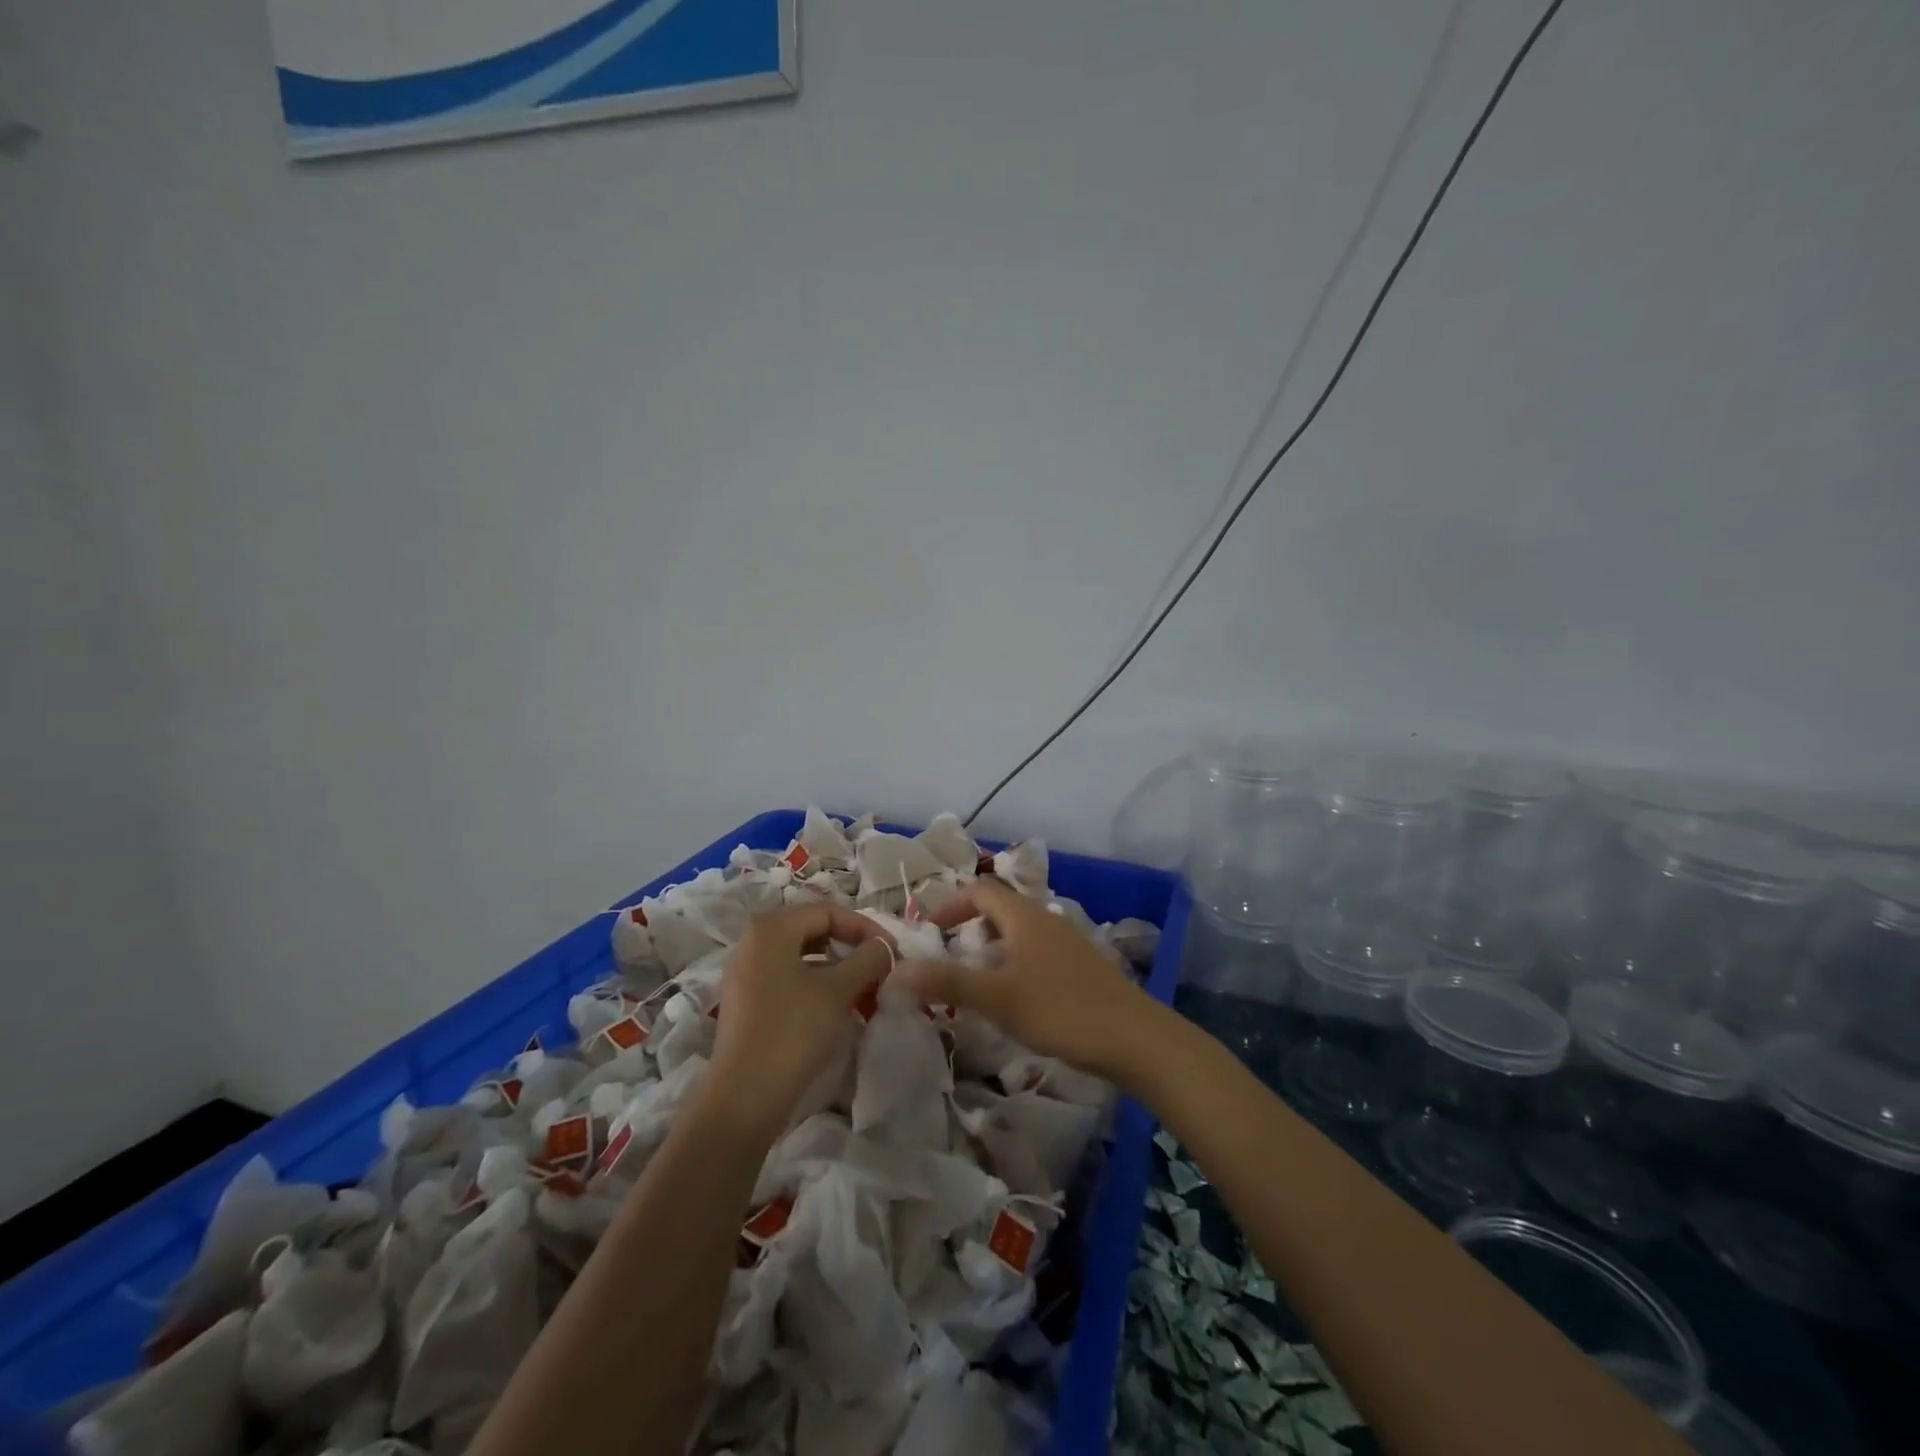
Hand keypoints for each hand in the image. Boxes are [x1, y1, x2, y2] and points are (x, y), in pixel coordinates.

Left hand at [707, 905, 894, 1135]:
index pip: (828, 912)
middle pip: (813, 931)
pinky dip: (815, 985)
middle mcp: (753, 943)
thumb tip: (884, 947)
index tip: (891, 951)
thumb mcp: (839, 990)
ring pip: (801, 957)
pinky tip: (835, 1008)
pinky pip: (786, 979)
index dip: (865, 927)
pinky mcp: (745, 1003)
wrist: (744, 1097)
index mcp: (771, 929)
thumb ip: (868, 959)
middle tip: (878, 968)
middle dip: (850, 947)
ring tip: (862, 989)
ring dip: (836, 968)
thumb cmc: (794, 1031)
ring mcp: (745, 974)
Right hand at [898, 876, 1158, 1082]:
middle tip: (948, 959)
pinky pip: (1037, 953)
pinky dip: (1015, 964)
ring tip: (976, 982)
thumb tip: (895, 972)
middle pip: (1000, 909)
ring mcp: (1068, 942)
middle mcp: (1046, 920)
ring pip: (1019, 933)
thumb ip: (946, 982)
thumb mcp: (997, 997)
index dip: (949, 906)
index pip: (979, 890)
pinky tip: (1016, 999)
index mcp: (1024, 916)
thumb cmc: (1060, 1009)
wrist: (1135, 1038)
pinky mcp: (1082, 967)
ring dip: (992, 948)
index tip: (928, 934)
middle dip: (969, 928)